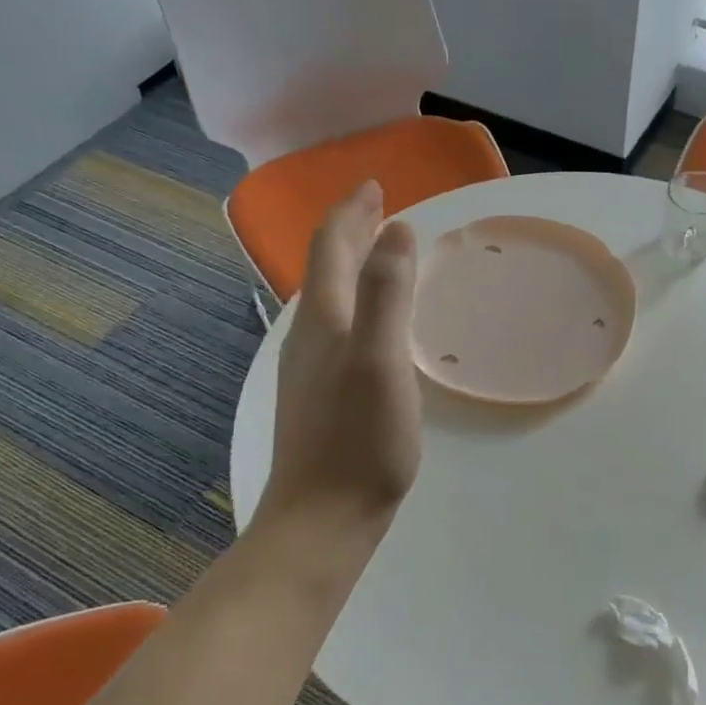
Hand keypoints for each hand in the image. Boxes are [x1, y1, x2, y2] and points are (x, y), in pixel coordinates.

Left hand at [252, 182, 421, 549]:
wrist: (322, 518)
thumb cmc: (358, 439)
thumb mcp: (380, 358)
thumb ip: (385, 292)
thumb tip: (395, 230)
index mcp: (324, 319)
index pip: (329, 247)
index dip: (350, 211)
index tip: (374, 185)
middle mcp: (310, 335)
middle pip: (325, 268)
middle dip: (350, 231)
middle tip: (379, 208)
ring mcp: (312, 368)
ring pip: (330, 297)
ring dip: (352, 264)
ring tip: (378, 251)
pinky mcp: (322, 395)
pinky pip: (339, 325)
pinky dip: (358, 300)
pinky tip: (373, 321)